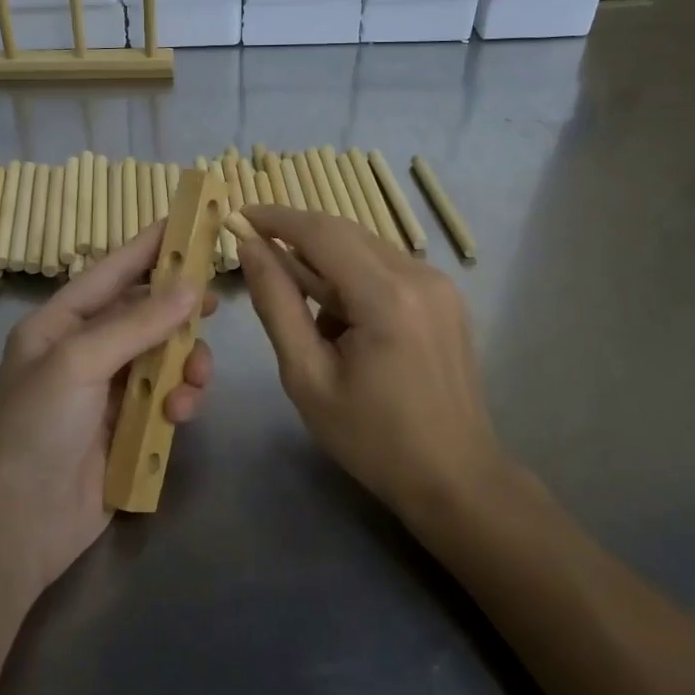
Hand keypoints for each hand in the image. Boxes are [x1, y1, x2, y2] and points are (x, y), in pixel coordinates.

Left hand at [0, 219, 215, 593]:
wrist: (17, 528)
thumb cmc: (36, 429)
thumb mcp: (78, 363)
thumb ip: (137, 323)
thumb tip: (191, 287)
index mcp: (60, 324)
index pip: (111, 271)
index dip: (148, 246)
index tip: (188, 221)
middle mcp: (85, 350)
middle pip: (145, 314)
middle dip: (178, 312)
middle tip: (214, 305)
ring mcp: (107, 391)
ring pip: (163, 357)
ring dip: (185, 364)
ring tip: (195, 382)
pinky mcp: (127, 428)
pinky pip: (166, 398)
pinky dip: (179, 401)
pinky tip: (180, 416)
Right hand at [238, 205, 498, 524]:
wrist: (455, 478)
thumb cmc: (372, 439)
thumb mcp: (307, 377)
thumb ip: (277, 305)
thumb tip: (251, 250)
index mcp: (386, 297)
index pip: (321, 232)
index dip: (276, 218)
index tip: (239, 217)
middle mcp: (420, 275)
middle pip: (345, 232)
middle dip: (297, 239)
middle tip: (258, 260)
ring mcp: (440, 284)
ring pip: (366, 248)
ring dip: (326, 264)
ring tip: (309, 318)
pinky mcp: (446, 296)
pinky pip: (387, 267)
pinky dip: (355, 278)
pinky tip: (344, 323)